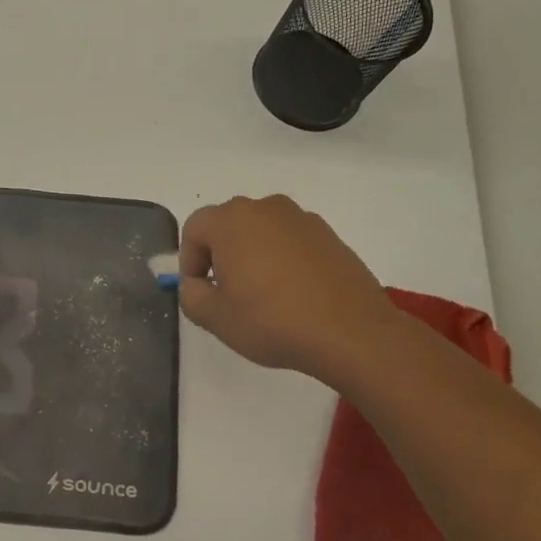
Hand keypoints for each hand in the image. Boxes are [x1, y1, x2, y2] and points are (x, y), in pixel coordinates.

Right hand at [177, 194, 397, 380]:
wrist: (351, 332)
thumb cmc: (271, 320)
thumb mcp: (214, 318)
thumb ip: (191, 295)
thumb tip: (197, 284)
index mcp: (231, 220)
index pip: (194, 228)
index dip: (189, 260)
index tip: (200, 291)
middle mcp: (265, 208)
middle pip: (228, 225)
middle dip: (220, 255)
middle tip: (227, 293)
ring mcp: (302, 219)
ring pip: (262, 232)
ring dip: (253, 256)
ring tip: (262, 295)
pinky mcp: (330, 235)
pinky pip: (291, 242)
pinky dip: (283, 260)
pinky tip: (293, 295)